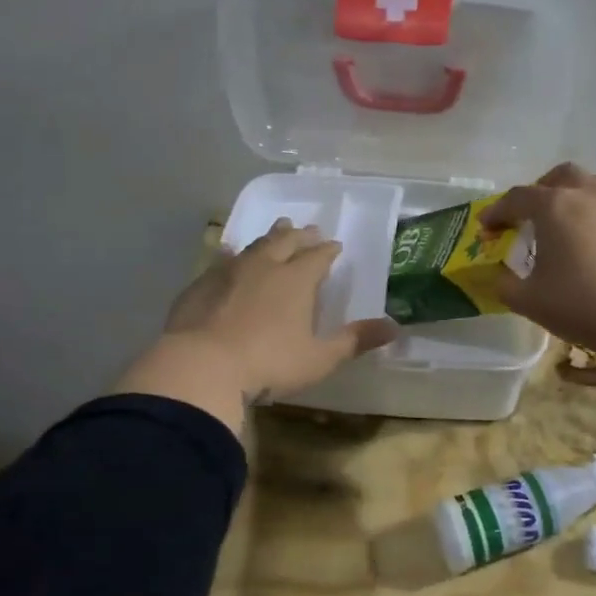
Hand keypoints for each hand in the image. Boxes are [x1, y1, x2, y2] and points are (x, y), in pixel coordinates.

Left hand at [114, 220, 397, 430]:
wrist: (200, 367)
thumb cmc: (268, 364)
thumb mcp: (319, 358)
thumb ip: (355, 340)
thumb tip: (395, 328)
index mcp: (296, 280)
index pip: (317, 256)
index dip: (328, 250)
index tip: (335, 245)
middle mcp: (264, 266)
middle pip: (285, 242)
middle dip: (300, 235)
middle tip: (308, 229)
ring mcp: (229, 272)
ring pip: (254, 246)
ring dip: (269, 237)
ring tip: (277, 230)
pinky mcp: (201, 285)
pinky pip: (221, 260)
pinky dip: (231, 254)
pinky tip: (229, 254)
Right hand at [481, 164, 595, 359]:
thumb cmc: (580, 305)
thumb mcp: (528, 300)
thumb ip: (505, 284)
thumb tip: (500, 275)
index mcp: (554, 206)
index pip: (517, 198)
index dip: (497, 211)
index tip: (486, 227)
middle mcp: (586, 195)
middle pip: (558, 177)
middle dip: (538, 190)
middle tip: (527, 216)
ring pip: (589, 184)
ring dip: (570, 195)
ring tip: (561, 223)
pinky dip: (593, 214)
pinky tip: (590, 242)